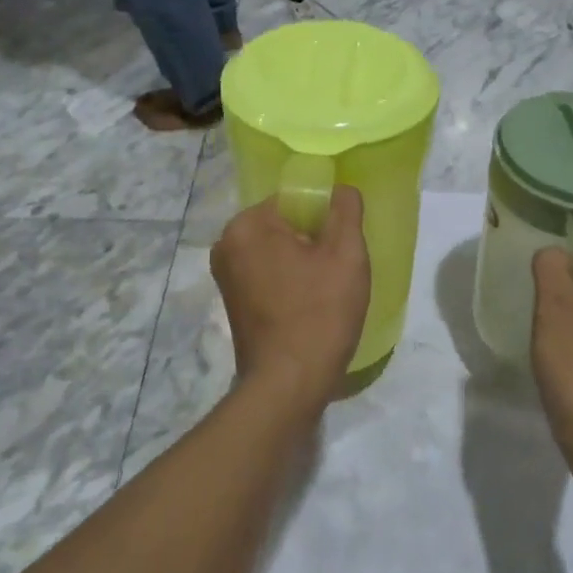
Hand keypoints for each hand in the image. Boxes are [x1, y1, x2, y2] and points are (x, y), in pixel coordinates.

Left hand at [211, 187, 371, 407]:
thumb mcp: (346, 254)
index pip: (295, 199)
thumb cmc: (320, 313)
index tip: (343, 245)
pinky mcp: (233, 301)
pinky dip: (290, 281)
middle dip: (314, 239)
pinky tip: (311, 303)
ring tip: (328, 288)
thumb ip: (345, 210)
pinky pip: (269, 273)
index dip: (326, 216)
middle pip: (285, 224)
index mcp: (247, 225)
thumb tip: (341, 188)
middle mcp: (227, 244)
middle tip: (339, 268)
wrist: (289, 384)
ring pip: (279, 250)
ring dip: (304, 262)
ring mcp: (226, 275)